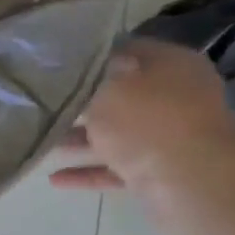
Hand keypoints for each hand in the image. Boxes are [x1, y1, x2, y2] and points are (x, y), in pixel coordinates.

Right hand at [50, 39, 234, 211]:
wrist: (193, 184)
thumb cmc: (148, 123)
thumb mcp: (107, 89)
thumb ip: (89, 79)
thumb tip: (78, 68)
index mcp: (171, 65)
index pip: (126, 49)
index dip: (92, 56)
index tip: (58, 64)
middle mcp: (174, 98)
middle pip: (120, 95)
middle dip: (81, 103)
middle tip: (44, 104)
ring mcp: (168, 138)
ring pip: (116, 135)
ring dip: (80, 140)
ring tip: (42, 143)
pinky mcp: (159, 173)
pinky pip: (116, 169)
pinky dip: (88, 172)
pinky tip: (55, 179)